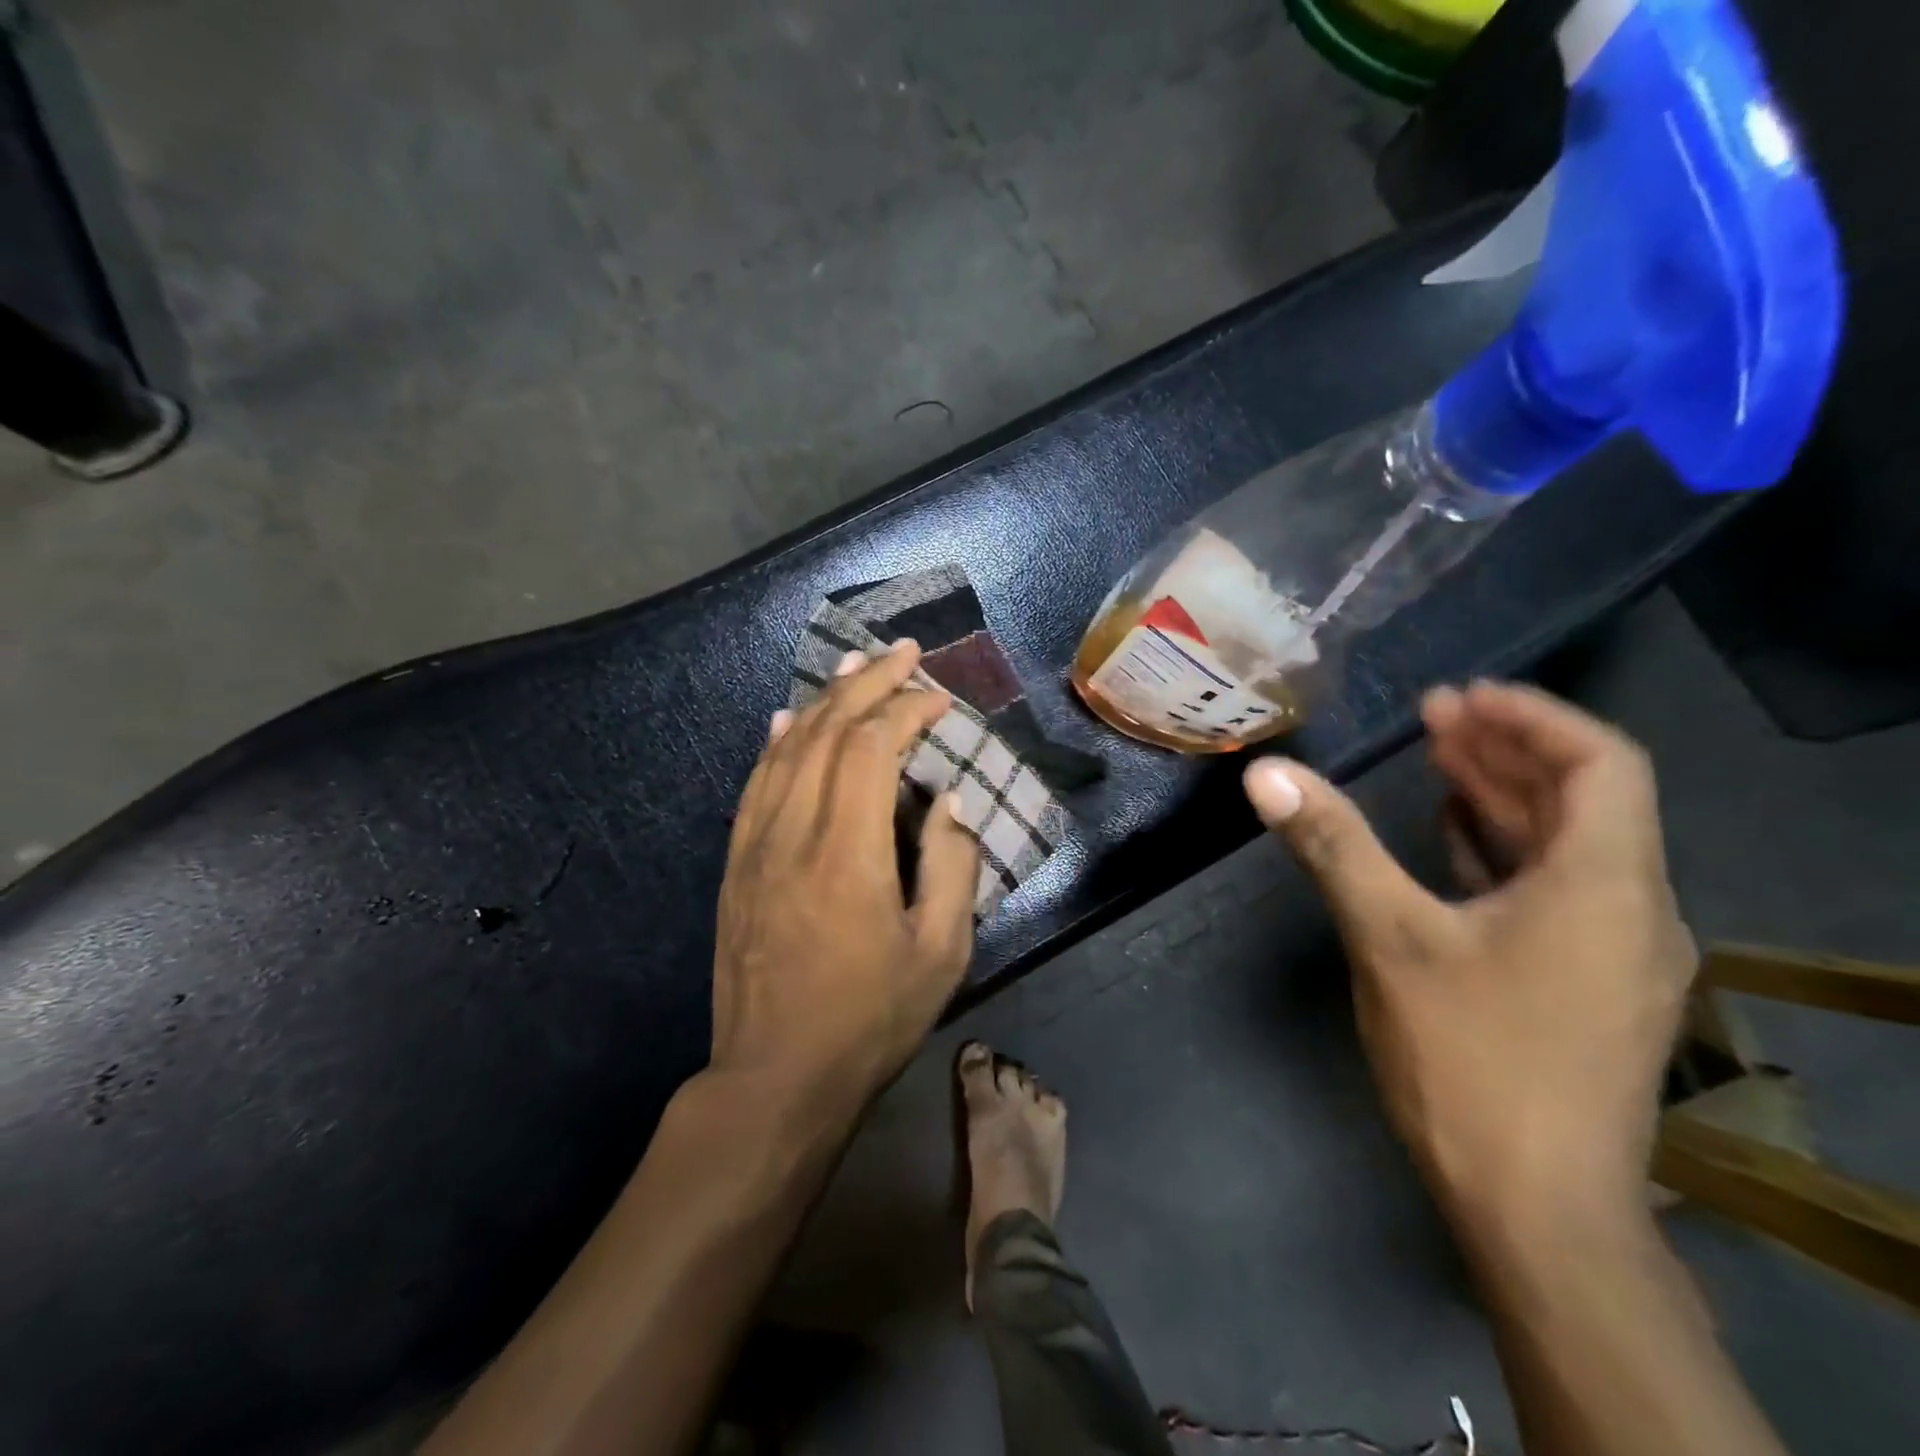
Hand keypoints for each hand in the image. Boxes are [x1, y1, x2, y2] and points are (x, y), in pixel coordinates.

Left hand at [710, 642, 979, 1127]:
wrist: (774, 1077)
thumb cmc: (869, 1020)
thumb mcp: (941, 954)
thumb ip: (952, 867)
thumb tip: (946, 801)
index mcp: (848, 853)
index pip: (873, 750)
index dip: (906, 710)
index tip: (938, 698)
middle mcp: (794, 833)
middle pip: (828, 734)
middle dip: (868, 685)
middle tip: (901, 652)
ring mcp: (756, 846)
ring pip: (787, 749)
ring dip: (824, 702)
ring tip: (853, 668)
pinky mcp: (736, 864)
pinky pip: (756, 784)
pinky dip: (777, 742)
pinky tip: (789, 720)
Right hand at [1243, 682, 1696, 1235]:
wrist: (1536, 1209)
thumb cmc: (1471, 1060)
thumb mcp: (1389, 939)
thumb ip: (1332, 845)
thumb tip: (1267, 774)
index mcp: (1605, 884)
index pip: (1603, 763)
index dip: (1532, 717)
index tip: (1460, 698)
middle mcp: (1630, 908)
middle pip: (1585, 799)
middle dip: (1506, 749)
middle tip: (1434, 714)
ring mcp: (1614, 951)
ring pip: (1568, 846)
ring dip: (1504, 797)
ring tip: (1438, 759)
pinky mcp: (1587, 983)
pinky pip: (1554, 888)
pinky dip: (1504, 848)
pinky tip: (1452, 838)